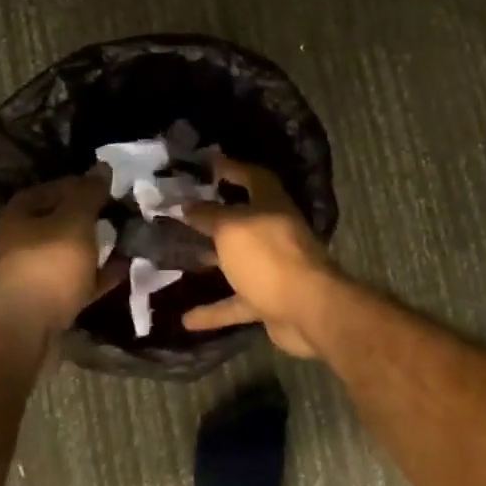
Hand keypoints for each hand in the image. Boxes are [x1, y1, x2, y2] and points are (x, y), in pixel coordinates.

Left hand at [0, 167, 116, 334]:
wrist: (26, 331)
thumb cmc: (50, 266)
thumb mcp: (75, 221)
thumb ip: (89, 193)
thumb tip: (101, 168)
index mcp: (19, 213)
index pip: (56, 187)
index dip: (86, 184)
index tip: (113, 189)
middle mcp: (19, 239)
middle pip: (61, 220)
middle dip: (92, 218)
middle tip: (122, 215)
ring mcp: (29, 271)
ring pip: (69, 251)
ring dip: (95, 247)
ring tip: (126, 241)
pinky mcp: (42, 299)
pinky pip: (74, 279)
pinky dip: (95, 274)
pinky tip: (122, 271)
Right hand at [178, 156, 340, 357]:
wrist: (308, 310)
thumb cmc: (268, 256)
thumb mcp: (231, 228)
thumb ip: (208, 216)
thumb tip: (187, 205)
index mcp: (271, 205)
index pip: (252, 176)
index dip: (231, 168)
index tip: (206, 165)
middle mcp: (274, 232)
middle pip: (242, 219)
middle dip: (214, 217)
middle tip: (181, 214)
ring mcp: (273, 268)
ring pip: (236, 261)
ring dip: (211, 262)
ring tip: (177, 261)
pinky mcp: (269, 301)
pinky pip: (236, 303)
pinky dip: (214, 311)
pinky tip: (186, 320)